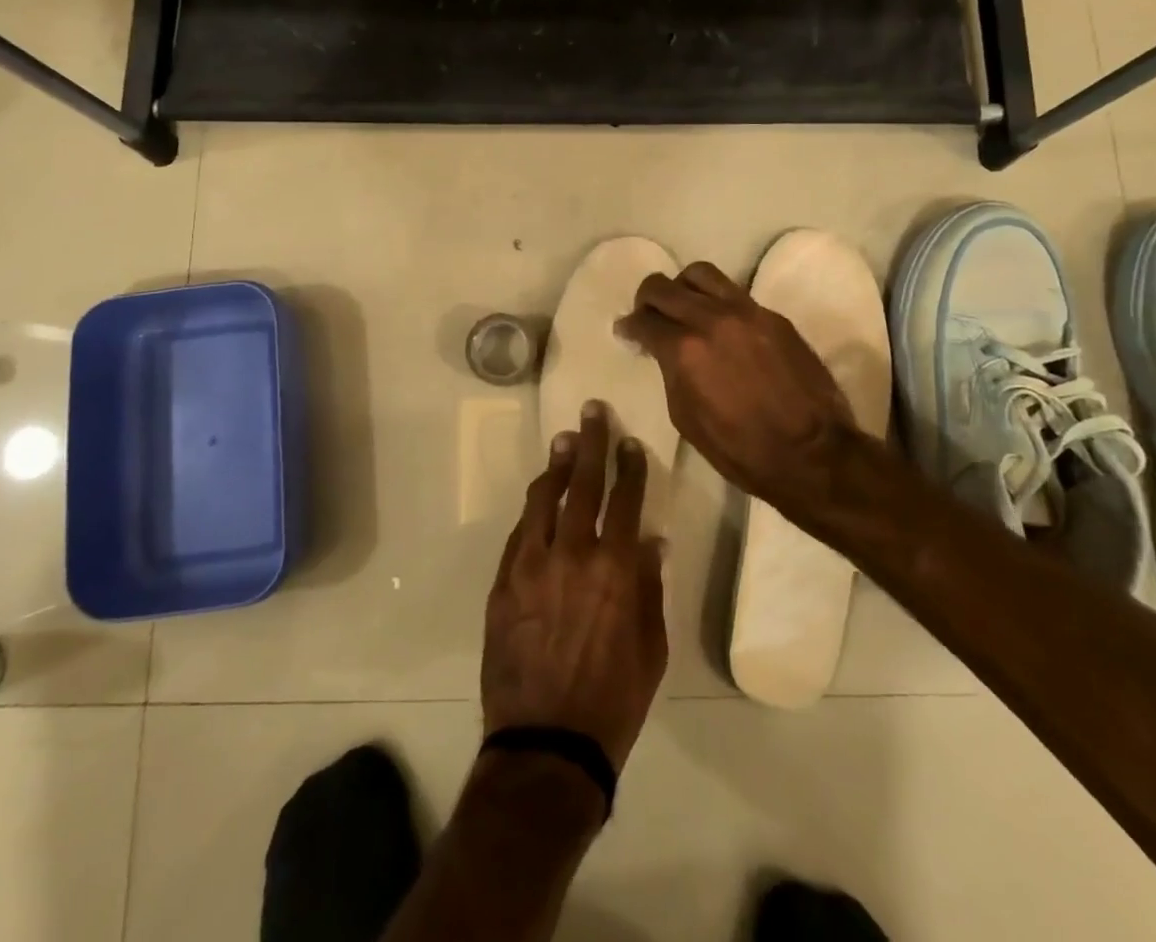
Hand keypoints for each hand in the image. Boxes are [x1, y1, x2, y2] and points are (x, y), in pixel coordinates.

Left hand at [482, 402, 667, 770]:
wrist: (546, 743)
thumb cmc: (613, 700)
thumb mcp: (652, 649)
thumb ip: (650, 588)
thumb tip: (651, 542)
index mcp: (616, 569)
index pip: (625, 500)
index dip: (630, 466)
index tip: (632, 443)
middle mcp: (573, 554)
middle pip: (584, 484)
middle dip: (591, 443)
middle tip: (592, 412)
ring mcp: (531, 565)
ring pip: (544, 499)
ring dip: (557, 467)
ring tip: (564, 442)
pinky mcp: (503, 582)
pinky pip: (519, 533)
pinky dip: (533, 510)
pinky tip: (540, 498)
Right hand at [616, 261, 859, 510]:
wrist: (812, 453)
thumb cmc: (740, 449)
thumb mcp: (686, 417)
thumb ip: (670, 372)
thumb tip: (662, 351)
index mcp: (685, 349)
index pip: (644, 321)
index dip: (629, 326)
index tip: (626, 331)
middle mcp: (712, 319)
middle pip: (665, 287)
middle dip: (647, 298)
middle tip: (646, 313)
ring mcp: (747, 312)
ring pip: (702, 274)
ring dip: (683, 286)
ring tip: (683, 306)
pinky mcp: (774, 317)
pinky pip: (735, 294)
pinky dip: (717, 302)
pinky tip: (720, 325)